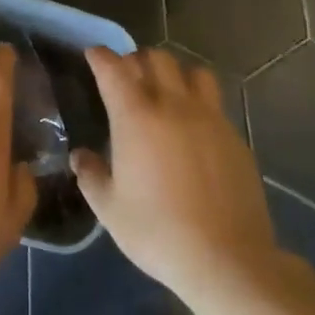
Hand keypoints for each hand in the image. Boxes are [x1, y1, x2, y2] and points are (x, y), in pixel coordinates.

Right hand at [72, 47, 278, 307]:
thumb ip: (92, 176)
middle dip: (138, 60)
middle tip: (128, 77)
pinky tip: (194, 127)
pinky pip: (214, 101)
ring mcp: (209, 117)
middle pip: (156, 58)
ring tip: (167, 92)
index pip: (114, 68)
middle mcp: (173, 105)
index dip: (101, 56)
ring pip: (192, 71)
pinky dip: (199, 100)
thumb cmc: (158, 232)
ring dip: (174, 73)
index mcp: (136, 116)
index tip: (94, 55)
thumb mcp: (110, 210)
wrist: (226, 259)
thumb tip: (80, 156)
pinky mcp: (234, 135)